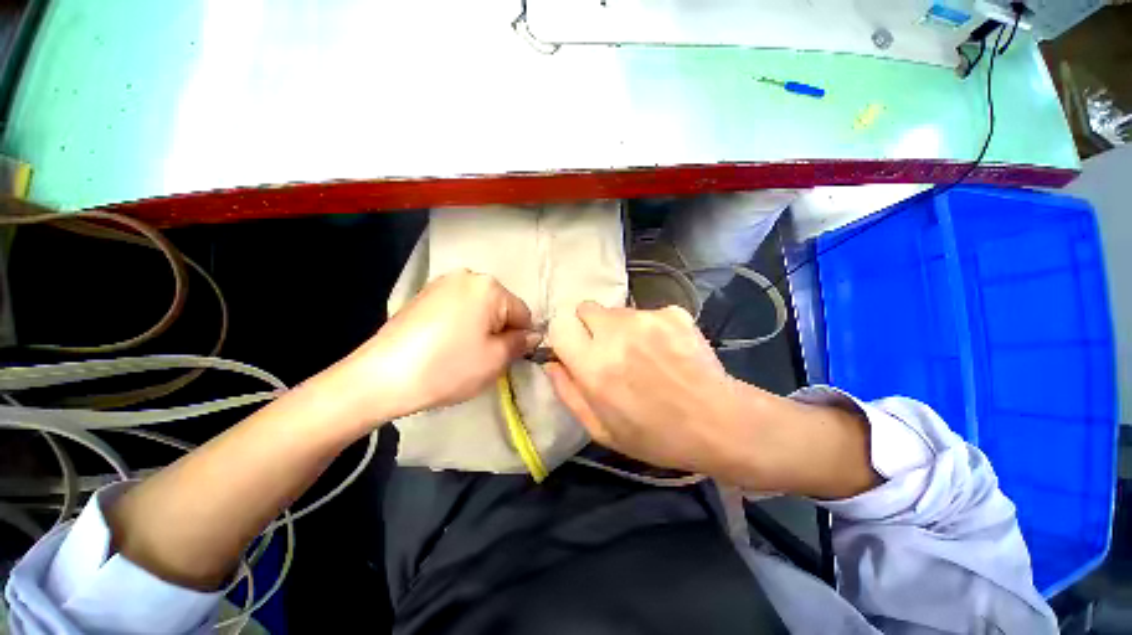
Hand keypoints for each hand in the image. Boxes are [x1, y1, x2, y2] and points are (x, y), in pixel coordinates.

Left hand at [327, 270, 536, 422]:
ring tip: (462, 353)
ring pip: (479, 309)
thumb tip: (534, 335)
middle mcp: (467, 276)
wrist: (381, 377)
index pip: (522, 313)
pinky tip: (445, 345)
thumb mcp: (495, 359)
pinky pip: (457, 309)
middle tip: (484, 358)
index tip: (508, 358)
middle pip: (500, 308)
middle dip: (499, 331)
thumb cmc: (448, 367)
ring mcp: (441, 284)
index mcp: (489, 287)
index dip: (520, 338)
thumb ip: (520, 343)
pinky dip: (460, 325)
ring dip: (480, 329)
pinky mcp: (423, 295)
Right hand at [544, 301, 752, 477]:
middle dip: (590, 326)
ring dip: (620, 328)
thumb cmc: (655, 436)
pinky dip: (649, 327)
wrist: (719, 422)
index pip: (560, 326)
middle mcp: (616, 334)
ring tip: (643, 354)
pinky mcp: (672, 313)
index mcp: (594, 366)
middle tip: (609, 350)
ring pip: (617, 311)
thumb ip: (568, 393)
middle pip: (585, 308)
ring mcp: (647, 319)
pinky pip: (647, 313)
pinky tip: (666, 350)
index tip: (577, 351)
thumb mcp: (601, 430)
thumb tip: (551, 363)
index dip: (566, 338)